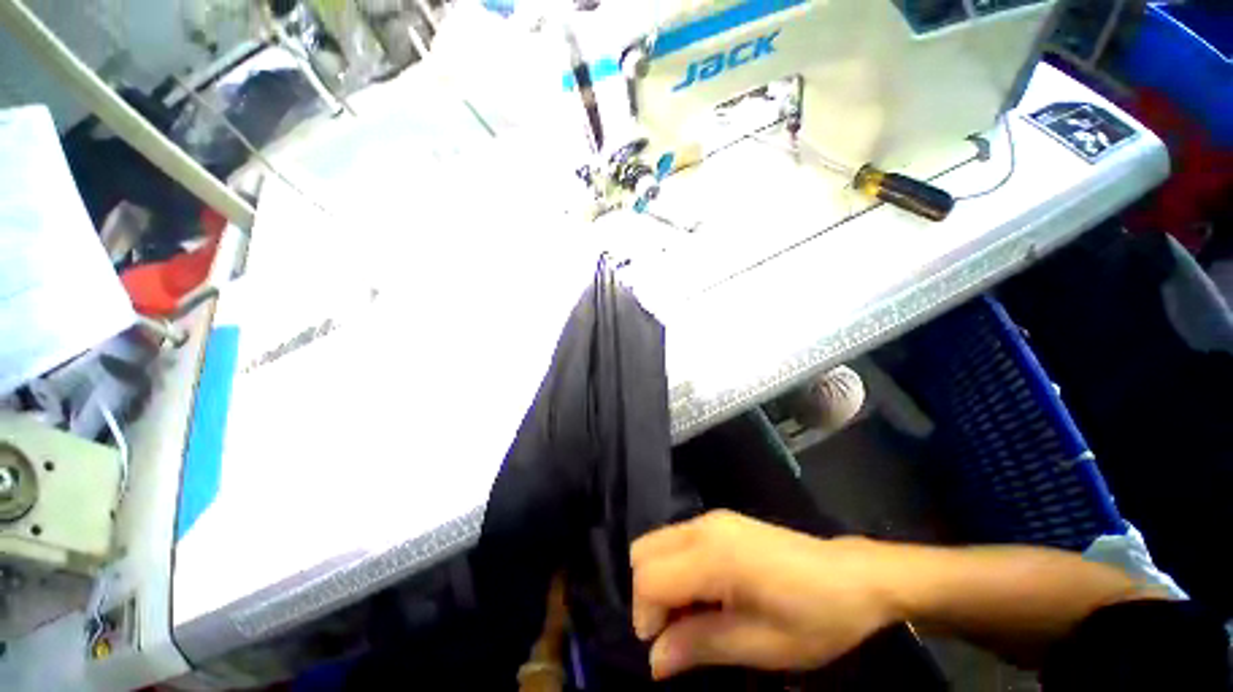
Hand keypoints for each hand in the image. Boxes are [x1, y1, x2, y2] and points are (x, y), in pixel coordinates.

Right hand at [630, 511, 903, 678]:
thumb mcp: (762, 646)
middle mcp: (704, 526)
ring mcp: (711, 519)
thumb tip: (655, 660)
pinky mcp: (720, 522)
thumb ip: (701, 645)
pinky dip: (676, 570)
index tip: (667, 649)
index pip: (649, 577)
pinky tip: (708, 595)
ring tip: (695, 617)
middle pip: (643, 551)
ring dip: (662, 583)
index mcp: (714, 554)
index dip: (646, 616)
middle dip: (648, 595)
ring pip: (657, 543)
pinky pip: (677, 541)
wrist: (853, 576)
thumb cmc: (815, 617)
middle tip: (678, 632)